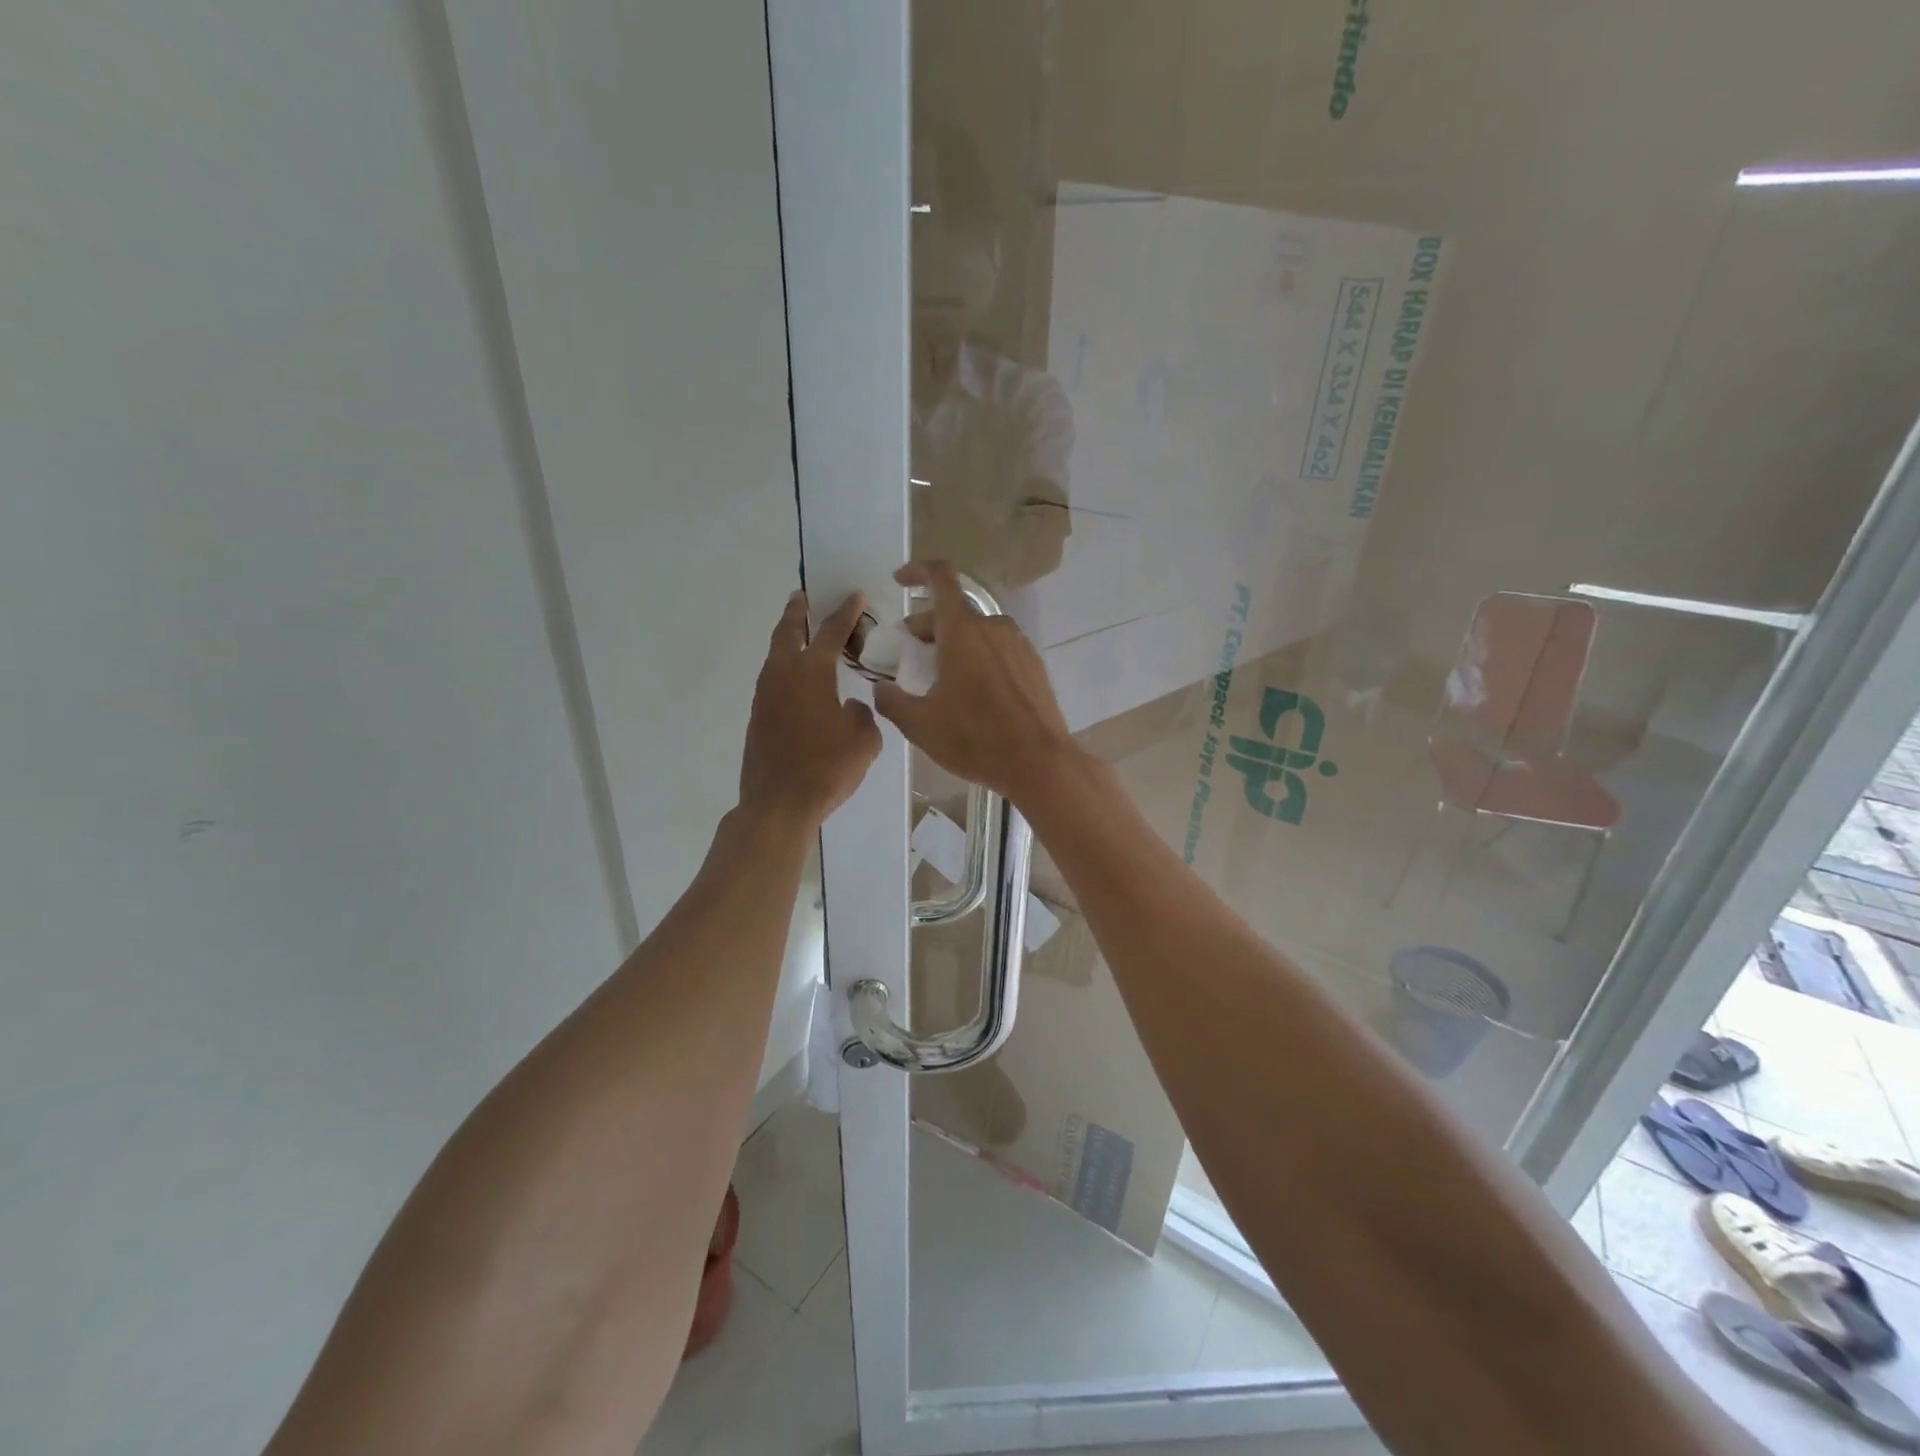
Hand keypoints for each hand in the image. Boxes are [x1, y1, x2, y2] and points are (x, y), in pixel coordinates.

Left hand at [739, 590, 882, 826]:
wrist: (778, 804)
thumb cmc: (827, 769)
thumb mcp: (864, 741)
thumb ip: (862, 715)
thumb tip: (849, 708)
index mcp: (812, 673)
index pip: (831, 632)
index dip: (846, 613)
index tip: (855, 595)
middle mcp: (783, 676)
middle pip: (787, 632)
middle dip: (797, 612)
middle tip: (802, 597)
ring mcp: (764, 696)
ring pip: (774, 655)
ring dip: (787, 639)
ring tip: (798, 633)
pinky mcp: (757, 717)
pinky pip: (771, 680)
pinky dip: (783, 668)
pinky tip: (795, 680)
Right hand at [872, 560, 1077, 801]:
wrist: (1039, 762)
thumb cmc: (975, 739)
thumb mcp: (921, 725)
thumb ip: (892, 701)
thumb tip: (880, 689)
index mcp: (962, 631)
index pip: (940, 578)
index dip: (917, 571)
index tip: (900, 581)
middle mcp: (992, 627)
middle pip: (954, 611)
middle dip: (927, 626)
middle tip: (911, 656)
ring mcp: (1018, 645)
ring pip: (977, 631)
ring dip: (954, 644)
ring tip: (941, 678)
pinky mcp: (1034, 665)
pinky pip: (998, 649)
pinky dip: (979, 657)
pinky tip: (973, 693)